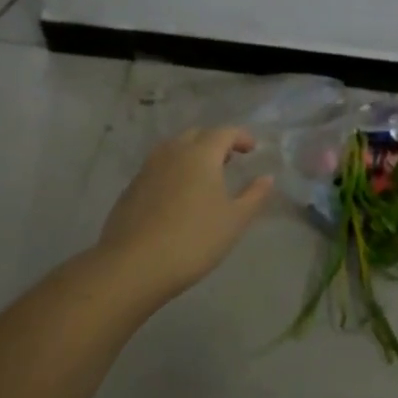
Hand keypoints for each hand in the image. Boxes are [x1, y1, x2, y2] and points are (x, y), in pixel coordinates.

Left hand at [97, 128, 274, 300]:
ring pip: (173, 149)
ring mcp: (147, 169)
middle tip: (228, 160)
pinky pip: (157, 168)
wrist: (133, 266)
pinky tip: (177, 196)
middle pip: (197, 135)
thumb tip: (267, 178)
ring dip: (191, 154)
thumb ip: (254, 195)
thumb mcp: (234, 220)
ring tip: (203, 176)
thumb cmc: (193, 239)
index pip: (224, 132)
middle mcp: (172, 152)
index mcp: (201, 154)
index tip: (251, 148)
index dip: (241, 136)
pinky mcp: (131, 188)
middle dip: (215, 142)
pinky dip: (173, 171)